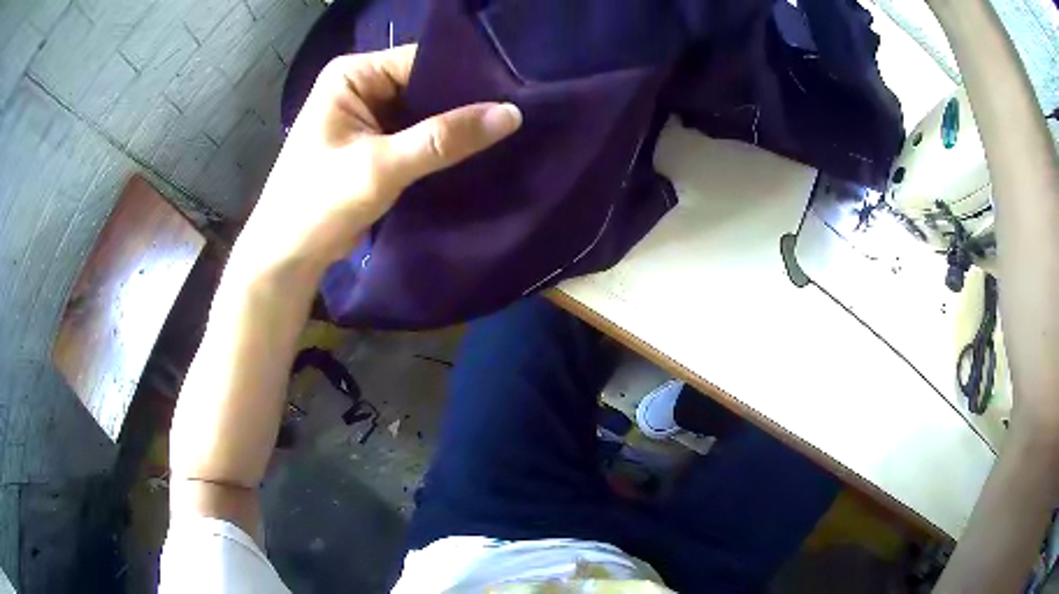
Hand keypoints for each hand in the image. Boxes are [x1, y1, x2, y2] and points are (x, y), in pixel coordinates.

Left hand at [230, 44, 521, 279]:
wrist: (287, 255)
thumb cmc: (318, 203)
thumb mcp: (381, 167)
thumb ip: (443, 139)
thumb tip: (512, 114)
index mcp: (352, 74)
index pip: (421, 62)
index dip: (466, 76)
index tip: (513, 93)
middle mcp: (360, 86)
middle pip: (425, 85)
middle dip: (464, 104)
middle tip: (515, 117)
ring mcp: (368, 115)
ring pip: (425, 112)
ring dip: (455, 127)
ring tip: (505, 134)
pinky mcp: (374, 142)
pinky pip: (418, 134)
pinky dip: (441, 145)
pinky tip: (477, 151)